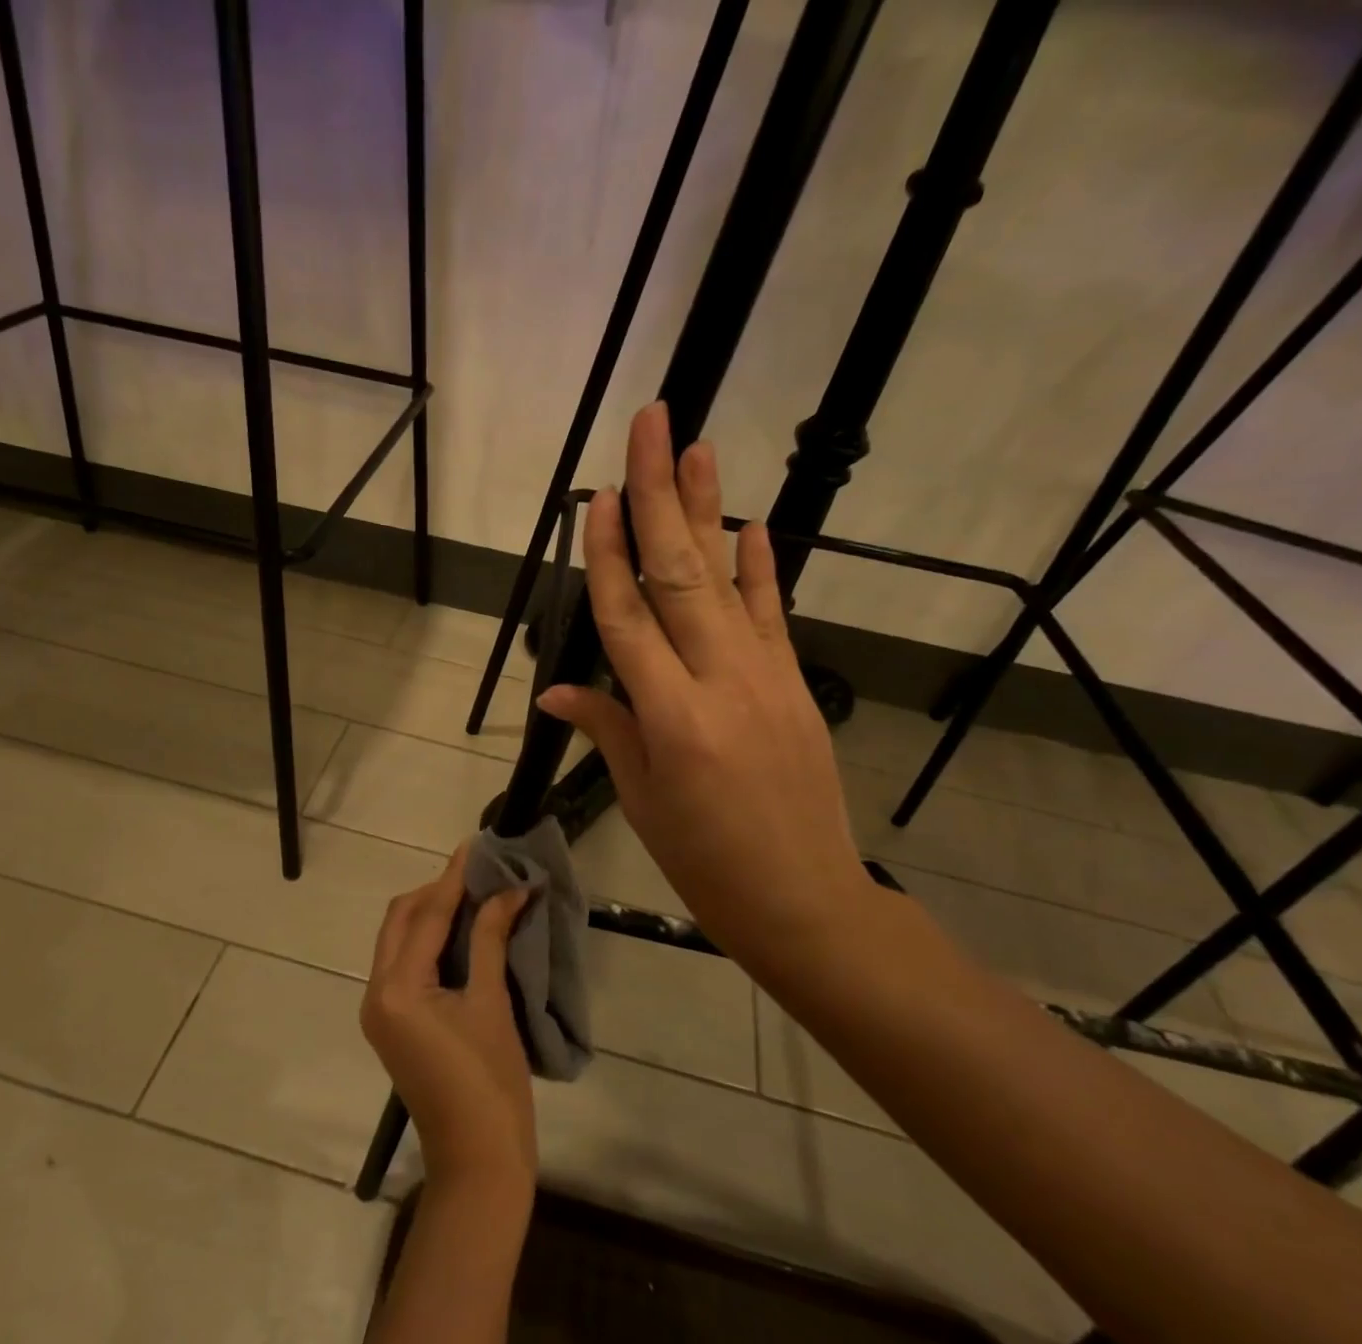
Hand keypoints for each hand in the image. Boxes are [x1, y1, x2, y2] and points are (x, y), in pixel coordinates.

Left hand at [362, 847, 536, 1202]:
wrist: (478, 1161)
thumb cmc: (490, 1084)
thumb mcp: (491, 1004)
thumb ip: (490, 939)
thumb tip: (510, 890)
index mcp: (396, 989)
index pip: (425, 916)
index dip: (453, 878)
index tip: (476, 845)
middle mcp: (376, 993)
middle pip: (401, 921)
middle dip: (436, 892)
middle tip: (479, 872)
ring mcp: (379, 1010)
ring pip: (399, 940)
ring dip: (431, 913)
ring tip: (475, 893)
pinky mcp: (392, 1023)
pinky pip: (404, 964)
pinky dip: (429, 940)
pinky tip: (462, 930)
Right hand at [537, 402, 873, 969]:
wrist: (803, 899)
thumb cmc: (705, 861)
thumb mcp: (643, 801)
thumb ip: (607, 730)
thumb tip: (557, 689)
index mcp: (669, 718)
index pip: (627, 618)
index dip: (608, 554)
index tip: (599, 496)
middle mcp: (718, 681)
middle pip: (678, 574)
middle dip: (660, 495)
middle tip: (651, 425)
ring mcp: (765, 677)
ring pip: (726, 580)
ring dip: (708, 509)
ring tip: (697, 445)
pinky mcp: (796, 684)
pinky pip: (773, 615)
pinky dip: (761, 569)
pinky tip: (752, 525)